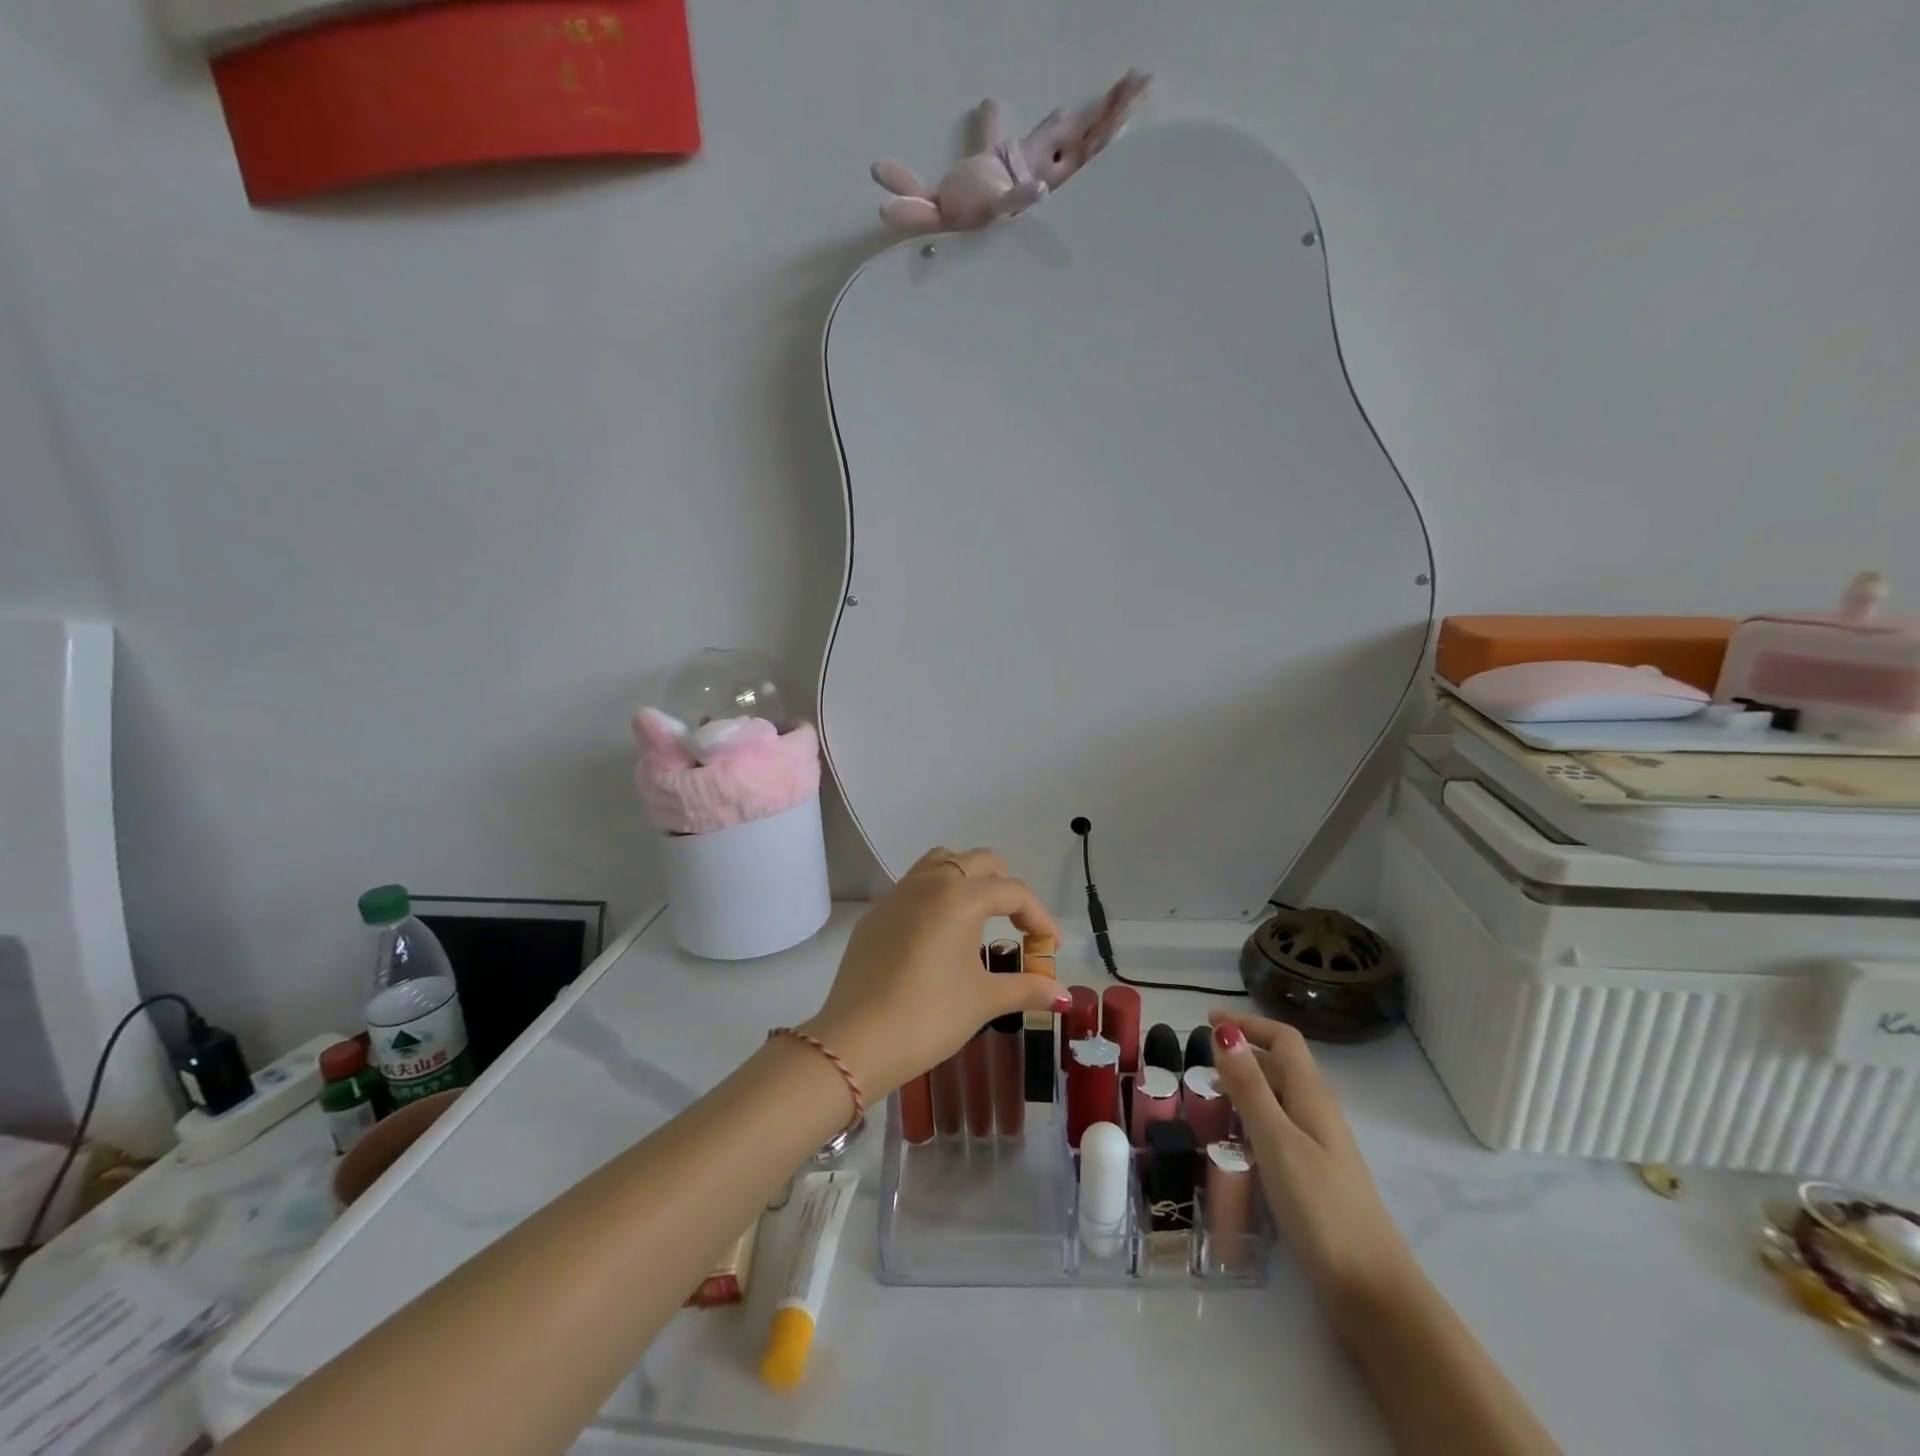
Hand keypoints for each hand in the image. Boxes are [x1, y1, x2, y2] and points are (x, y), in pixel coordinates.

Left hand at [803, 848, 1067, 1098]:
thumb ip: (1026, 988)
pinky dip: (936, 896)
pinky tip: (938, 936)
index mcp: (960, 897)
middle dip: (1005, 887)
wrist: (856, 1040)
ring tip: (979, 917)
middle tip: (1017, 925)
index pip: (1013, 891)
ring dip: (968, 878)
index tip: (1050, 948)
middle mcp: (929, 883)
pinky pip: (914, 887)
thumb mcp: (984, 1001)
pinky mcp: (876, 914)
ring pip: (941, 862)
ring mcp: (897, 895)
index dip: (1039, 917)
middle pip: (979, 861)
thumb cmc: (929, 1016)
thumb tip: (1061, 993)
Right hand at [1208, 1012, 1412, 1306]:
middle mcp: (1318, 1113)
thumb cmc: (1321, 1208)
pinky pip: (1279, 1128)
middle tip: (1199, 1060)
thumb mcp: (1277, 1141)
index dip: (1248, 1023)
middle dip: (1241, 1053)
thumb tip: (1226, 1032)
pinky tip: (1234, 1142)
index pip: (1283, 1039)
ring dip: (1245, 1086)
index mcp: (1312, 1096)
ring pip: (1279, 1098)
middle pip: (1281, 1065)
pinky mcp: (1315, 1176)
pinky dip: (1252, 1119)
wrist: (1372, 1291)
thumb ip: (1250, 1087)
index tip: (1206, 1021)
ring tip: (1208, 1097)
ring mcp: (1319, 1146)